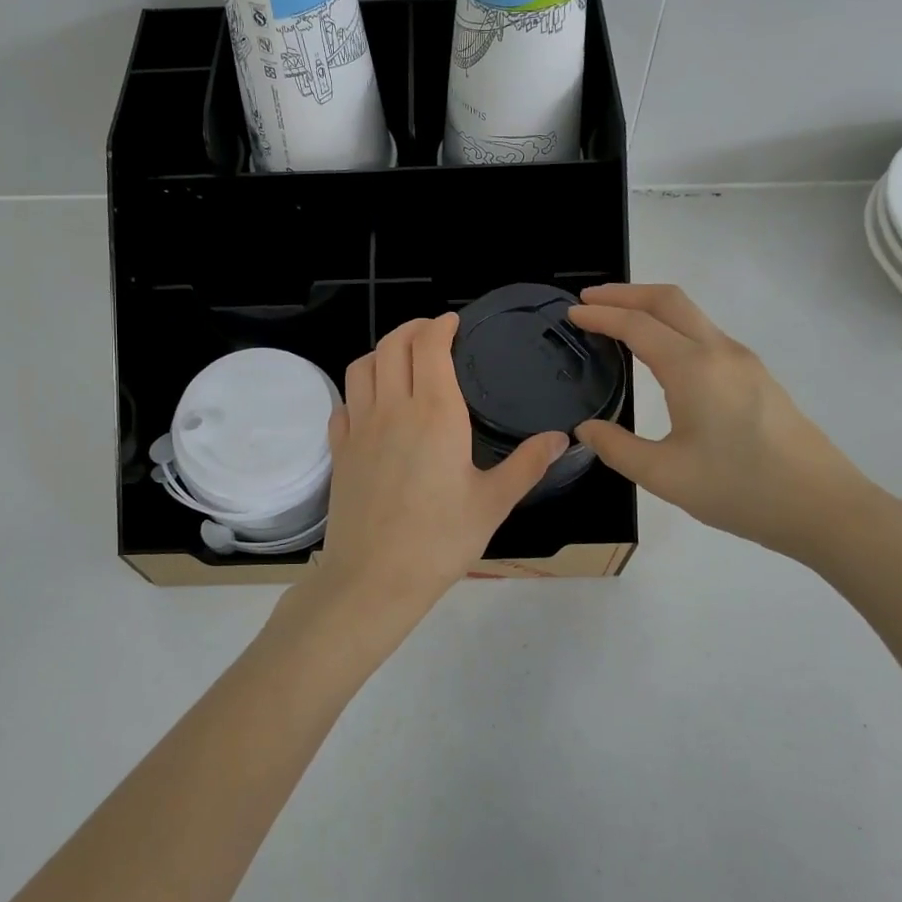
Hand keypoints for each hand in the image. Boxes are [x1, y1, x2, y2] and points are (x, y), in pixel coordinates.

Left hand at [314, 314, 566, 622]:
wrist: (374, 578)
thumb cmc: (440, 541)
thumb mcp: (494, 503)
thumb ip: (528, 464)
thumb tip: (562, 438)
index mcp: (435, 413)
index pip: (429, 346)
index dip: (440, 326)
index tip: (453, 323)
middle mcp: (393, 409)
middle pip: (392, 345)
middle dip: (412, 329)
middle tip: (432, 333)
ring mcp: (359, 428)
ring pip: (362, 367)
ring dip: (381, 351)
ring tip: (401, 359)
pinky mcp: (340, 451)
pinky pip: (344, 403)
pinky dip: (359, 390)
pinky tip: (372, 406)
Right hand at [568, 284, 885, 562]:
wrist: (823, 507)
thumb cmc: (740, 490)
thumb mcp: (665, 475)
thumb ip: (617, 448)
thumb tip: (586, 429)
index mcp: (693, 368)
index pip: (637, 325)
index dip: (600, 316)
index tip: (570, 314)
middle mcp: (720, 351)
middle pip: (668, 300)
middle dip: (625, 293)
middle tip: (589, 300)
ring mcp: (744, 361)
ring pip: (691, 315)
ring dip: (651, 307)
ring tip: (617, 321)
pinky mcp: (757, 377)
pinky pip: (705, 334)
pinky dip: (672, 327)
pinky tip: (659, 352)